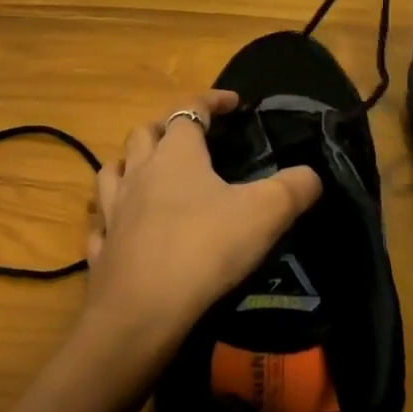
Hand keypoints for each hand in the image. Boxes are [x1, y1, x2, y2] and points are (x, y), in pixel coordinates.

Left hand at [76, 90, 322, 372]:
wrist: (143, 311)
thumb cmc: (205, 249)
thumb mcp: (266, 213)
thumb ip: (294, 188)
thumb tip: (311, 174)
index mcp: (176, 155)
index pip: (190, 110)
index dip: (212, 100)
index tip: (233, 102)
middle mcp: (138, 173)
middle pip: (144, 134)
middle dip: (166, 127)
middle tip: (189, 138)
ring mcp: (113, 211)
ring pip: (112, 171)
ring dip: (129, 164)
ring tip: (147, 173)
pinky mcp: (102, 248)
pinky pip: (101, 223)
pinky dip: (111, 218)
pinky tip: (121, 228)